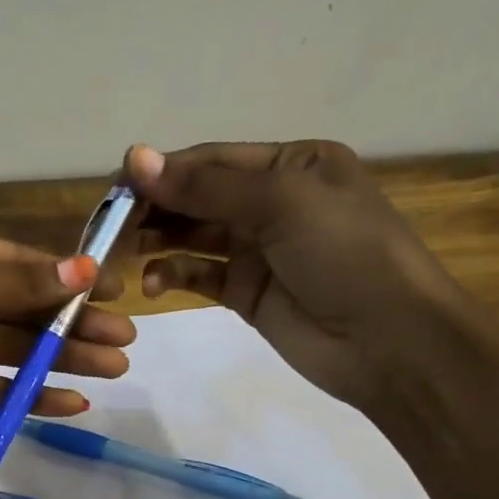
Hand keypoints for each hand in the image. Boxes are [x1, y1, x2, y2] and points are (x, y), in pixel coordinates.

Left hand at [0, 211, 134, 498]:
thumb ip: (12, 283)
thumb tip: (85, 272)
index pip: (13, 261)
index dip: (64, 278)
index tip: (113, 294)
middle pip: (16, 306)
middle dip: (70, 324)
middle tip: (123, 343)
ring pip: (7, 348)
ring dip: (57, 360)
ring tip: (111, 371)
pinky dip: (23, 394)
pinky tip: (67, 400)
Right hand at [123, 142, 471, 413]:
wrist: (389, 340)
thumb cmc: (345, 253)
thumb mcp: (280, 204)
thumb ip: (205, 186)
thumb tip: (136, 158)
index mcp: (291, 164)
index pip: (210, 160)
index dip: (162, 172)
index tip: (115, 190)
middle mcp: (272, 201)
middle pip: (197, 196)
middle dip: (154, 209)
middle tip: (109, 229)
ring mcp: (259, 250)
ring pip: (193, 236)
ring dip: (158, 242)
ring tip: (122, 257)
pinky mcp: (248, 293)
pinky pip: (201, 276)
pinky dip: (176, 276)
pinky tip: (155, 285)